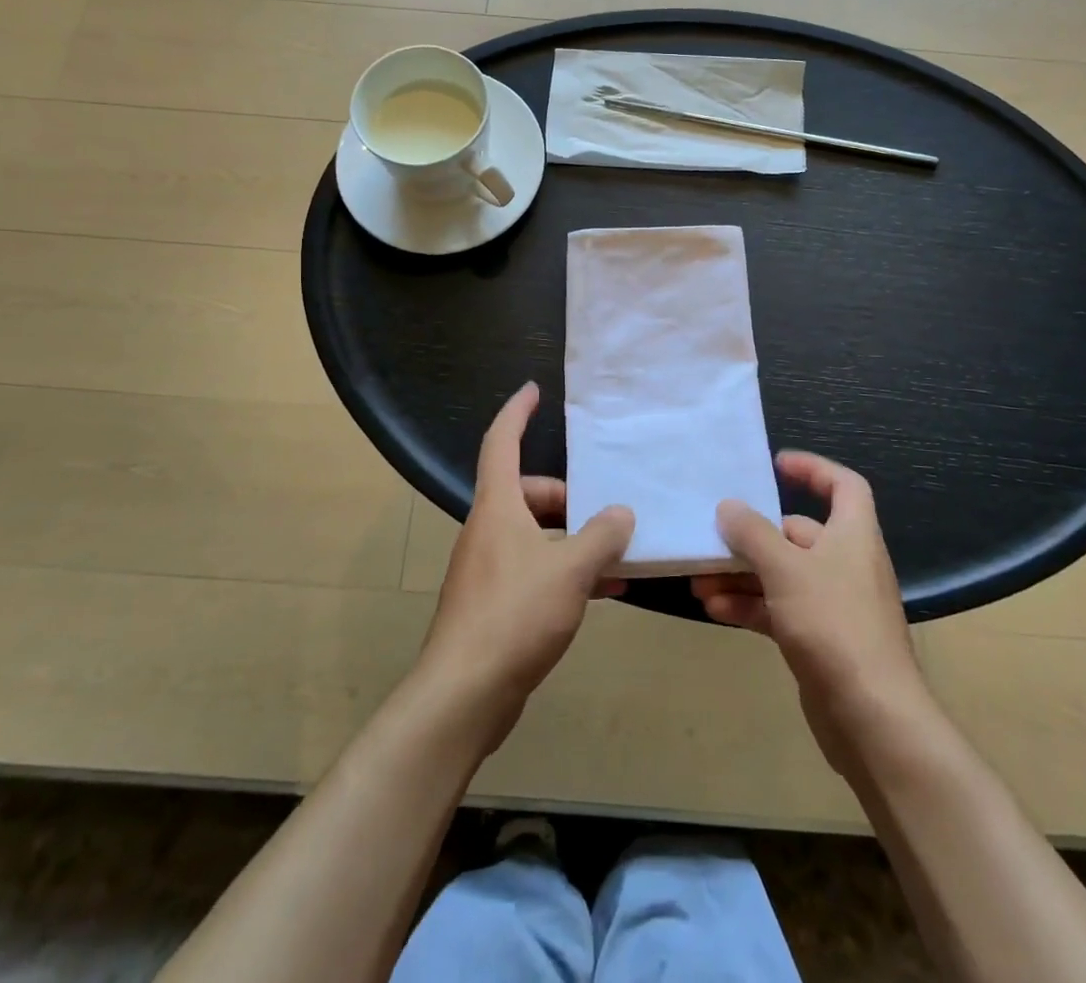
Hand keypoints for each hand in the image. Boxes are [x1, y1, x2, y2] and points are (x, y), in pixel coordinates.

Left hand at [417, 383, 634, 747]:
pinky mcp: (494, 604)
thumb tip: (622, 513)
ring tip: (618, 555)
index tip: (534, 390)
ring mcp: (489, 568)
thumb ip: (601, 536)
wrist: (464, 695)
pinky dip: (566, 572)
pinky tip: (604, 592)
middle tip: (607, 512)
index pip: (501, 442)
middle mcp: (488, 530)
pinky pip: (536, 570)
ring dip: (574, 540)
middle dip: (568, 498)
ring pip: (536, 535)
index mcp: (497, 507)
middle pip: (527, 493)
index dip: (516, 412)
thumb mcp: (570, 570)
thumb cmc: (514, 615)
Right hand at [693, 451, 931, 770]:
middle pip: (799, 534)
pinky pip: (780, 609)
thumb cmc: (833, 624)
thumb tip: (729, 506)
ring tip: (700, 580)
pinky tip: (714, 610)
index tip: (776, 465)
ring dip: (742, 576)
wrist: (872, 718)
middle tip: (713, 536)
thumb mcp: (786, 569)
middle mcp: (847, 563)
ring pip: (783, 575)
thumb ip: (753, 534)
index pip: (844, 485)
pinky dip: (750, 606)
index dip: (813, 469)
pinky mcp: (821, 640)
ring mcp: (834, 604)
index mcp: (853, 535)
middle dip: (753, 536)